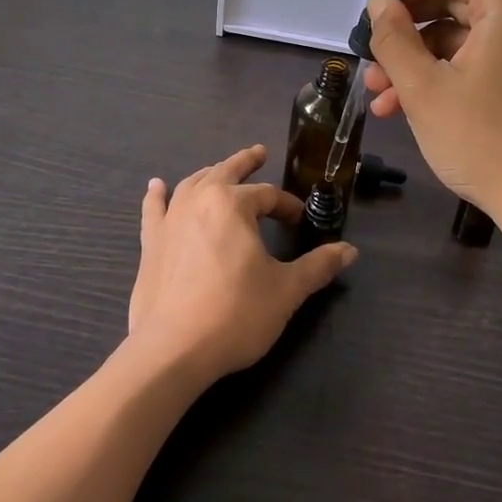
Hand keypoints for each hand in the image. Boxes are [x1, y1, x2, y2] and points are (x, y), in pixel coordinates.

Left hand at [127, 145, 355, 388]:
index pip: (268, 195)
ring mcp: (170, 220)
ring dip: (209, 174)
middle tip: (259, 153)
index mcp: (233, 205)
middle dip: (245, 163)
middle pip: (226, 173)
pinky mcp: (151, 243)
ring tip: (220, 170)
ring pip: (192, 185)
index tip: (300, 221)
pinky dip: (157, 196)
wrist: (173, 349)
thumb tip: (350, 251)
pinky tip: (156, 186)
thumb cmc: (236, 314)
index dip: (287, 206)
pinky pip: (154, 210)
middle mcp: (199, 201)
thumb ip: (318, 266)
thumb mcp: (286, 290)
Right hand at [362, 0, 501, 235]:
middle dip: (406, 28)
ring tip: (377, 92)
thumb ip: (394, 38)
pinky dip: (438, 78)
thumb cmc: (482, 139)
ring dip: (414, 60)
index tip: (376, 7)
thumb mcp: (423, 87)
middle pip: (454, 3)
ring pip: (458, 39)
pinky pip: (473, 64)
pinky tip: (401, 108)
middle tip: (370, 51)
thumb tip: (380, 5)